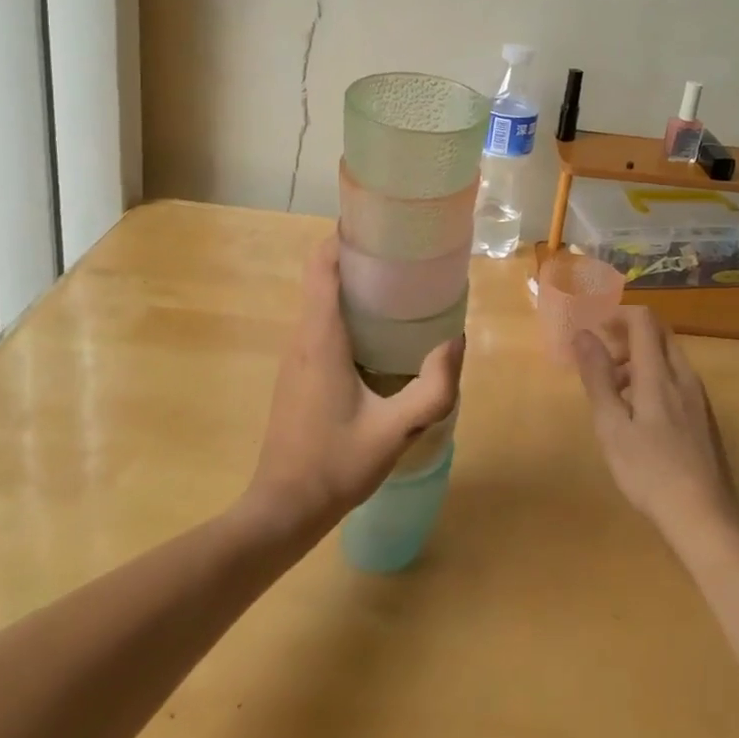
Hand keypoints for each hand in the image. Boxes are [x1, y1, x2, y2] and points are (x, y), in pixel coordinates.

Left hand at [242, 234, 462, 541]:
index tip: (380, 227)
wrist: (283, 510)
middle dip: (358, 258)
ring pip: (320, 301)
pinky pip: (319, 324)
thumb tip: (456, 341)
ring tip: (397, 288)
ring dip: (352, 286)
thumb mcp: (395, 429)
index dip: (344, 237)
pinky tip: (379, 335)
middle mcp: (302, 337)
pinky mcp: (296, 375)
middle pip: (322, 276)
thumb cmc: (335, 465)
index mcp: (321, 337)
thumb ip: (433, 388)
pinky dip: (346, 312)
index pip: (322, 265)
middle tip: (403, 256)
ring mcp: (295, 357)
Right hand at [573, 308, 738, 551]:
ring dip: (638, 360)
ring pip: (668, 358)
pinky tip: (638, 415)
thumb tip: (583, 334)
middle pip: (658, 334)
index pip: (644, 320)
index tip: (595, 330)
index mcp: (659, 373)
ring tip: (613, 392)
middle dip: (627, 336)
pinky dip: (653, 379)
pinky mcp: (703, 417)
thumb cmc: (650, 470)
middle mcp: (683, 376)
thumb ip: (597, 377)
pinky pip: (676, 379)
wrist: (704, 517)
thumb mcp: (611, 425)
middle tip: (600, 359)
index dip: (618, 315)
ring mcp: (698, 397)